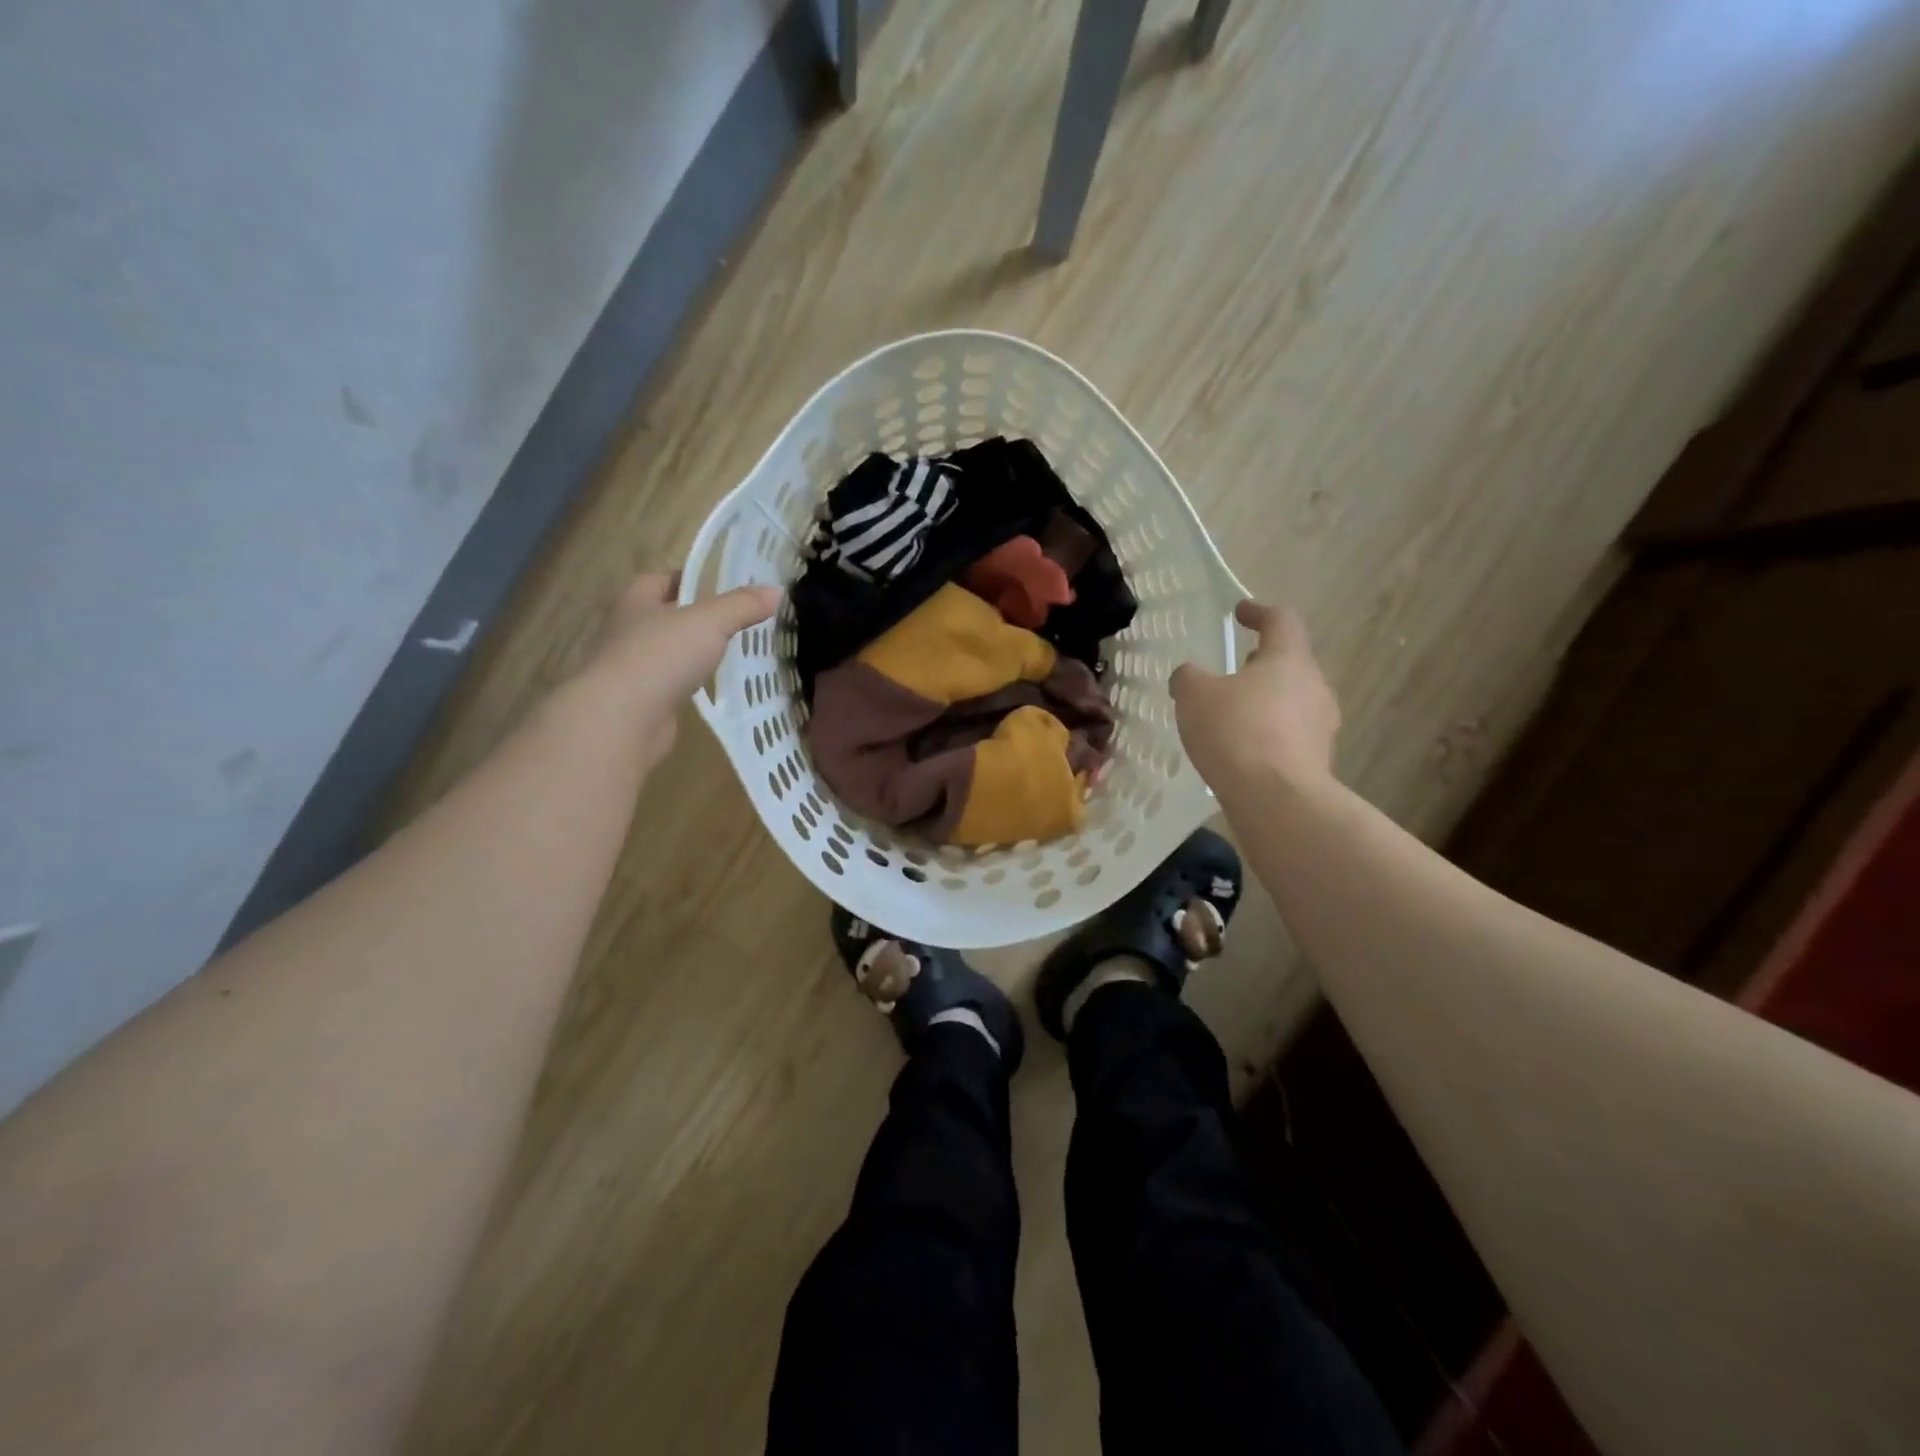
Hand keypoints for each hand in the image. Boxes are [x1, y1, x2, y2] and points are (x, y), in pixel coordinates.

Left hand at [583, 573, 780, 766]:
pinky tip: (709, 688)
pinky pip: (667, 686)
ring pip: (663, 653)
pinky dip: (685, 684)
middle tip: (730, 619)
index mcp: (635, 603)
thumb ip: (741, 606)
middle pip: (660, 616)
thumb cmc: (661, 656)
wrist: (622, 719)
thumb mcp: (710, 622)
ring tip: (725, 653)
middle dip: (689, 616)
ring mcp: (629, 671)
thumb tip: (774, 591)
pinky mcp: (638, 704)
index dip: (685, 578)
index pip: (658, 580)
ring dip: (687, 653)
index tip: (716, 583)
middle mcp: (625, 632)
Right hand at [1169, 601, 1340, 795]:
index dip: (1259, 612)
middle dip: (1263, 663)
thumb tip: (1190, 676)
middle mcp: (1315, 687)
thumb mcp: (1195, 696)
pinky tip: (1243, 750)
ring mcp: (1322, 726)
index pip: (1281, 621)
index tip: (1241, 612)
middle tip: (1236, 669)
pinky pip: (1291, 735)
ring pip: (1293, 701)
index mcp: (1289, 659)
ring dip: (1266, 701)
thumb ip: (1189, 678)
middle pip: (1291, 663)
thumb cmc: (1237, 732)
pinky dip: (1269, 734)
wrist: (1277, 799)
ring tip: (1234, 714)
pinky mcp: (1318, 761)